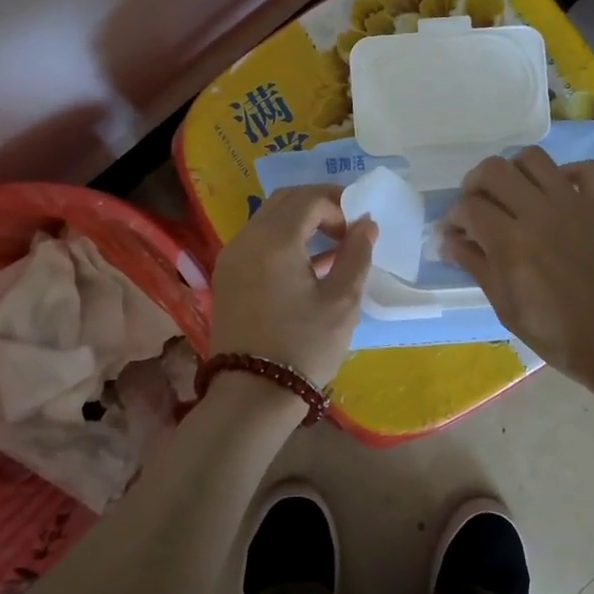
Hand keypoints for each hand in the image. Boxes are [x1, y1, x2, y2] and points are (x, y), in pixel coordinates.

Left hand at [209, 185, 376, 388]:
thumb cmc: (304, 346)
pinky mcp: (227, 277)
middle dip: (319, 203)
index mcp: (274, 240)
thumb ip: (356, 255)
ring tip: (334, 243)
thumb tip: (366, 224)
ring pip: (268, 219)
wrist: (252, 394)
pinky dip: (283, 239)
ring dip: (301, 221)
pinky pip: (257, 241)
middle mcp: (247, 239)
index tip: (359, 230)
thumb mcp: (342, 302)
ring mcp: (231, 257)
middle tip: (348, 222)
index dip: (339, 205)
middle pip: (285, 201)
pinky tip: (309, 263)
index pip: (309, 199)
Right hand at [443, 147, 593, 401]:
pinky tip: (559, 193)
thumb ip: (478, 268)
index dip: (454, 218)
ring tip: (514, 194)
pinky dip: (568, 173)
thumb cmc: (561, 337)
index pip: (468, 207)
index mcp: (511, 243)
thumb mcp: (508, 310)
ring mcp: (576, 205)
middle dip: (475, 184)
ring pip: (535, 159)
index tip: (455, 234)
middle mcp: (540, 213)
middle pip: (494, 170)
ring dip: (515, 172)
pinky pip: (587, 169)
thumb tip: (451, 242)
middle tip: (478, 207)